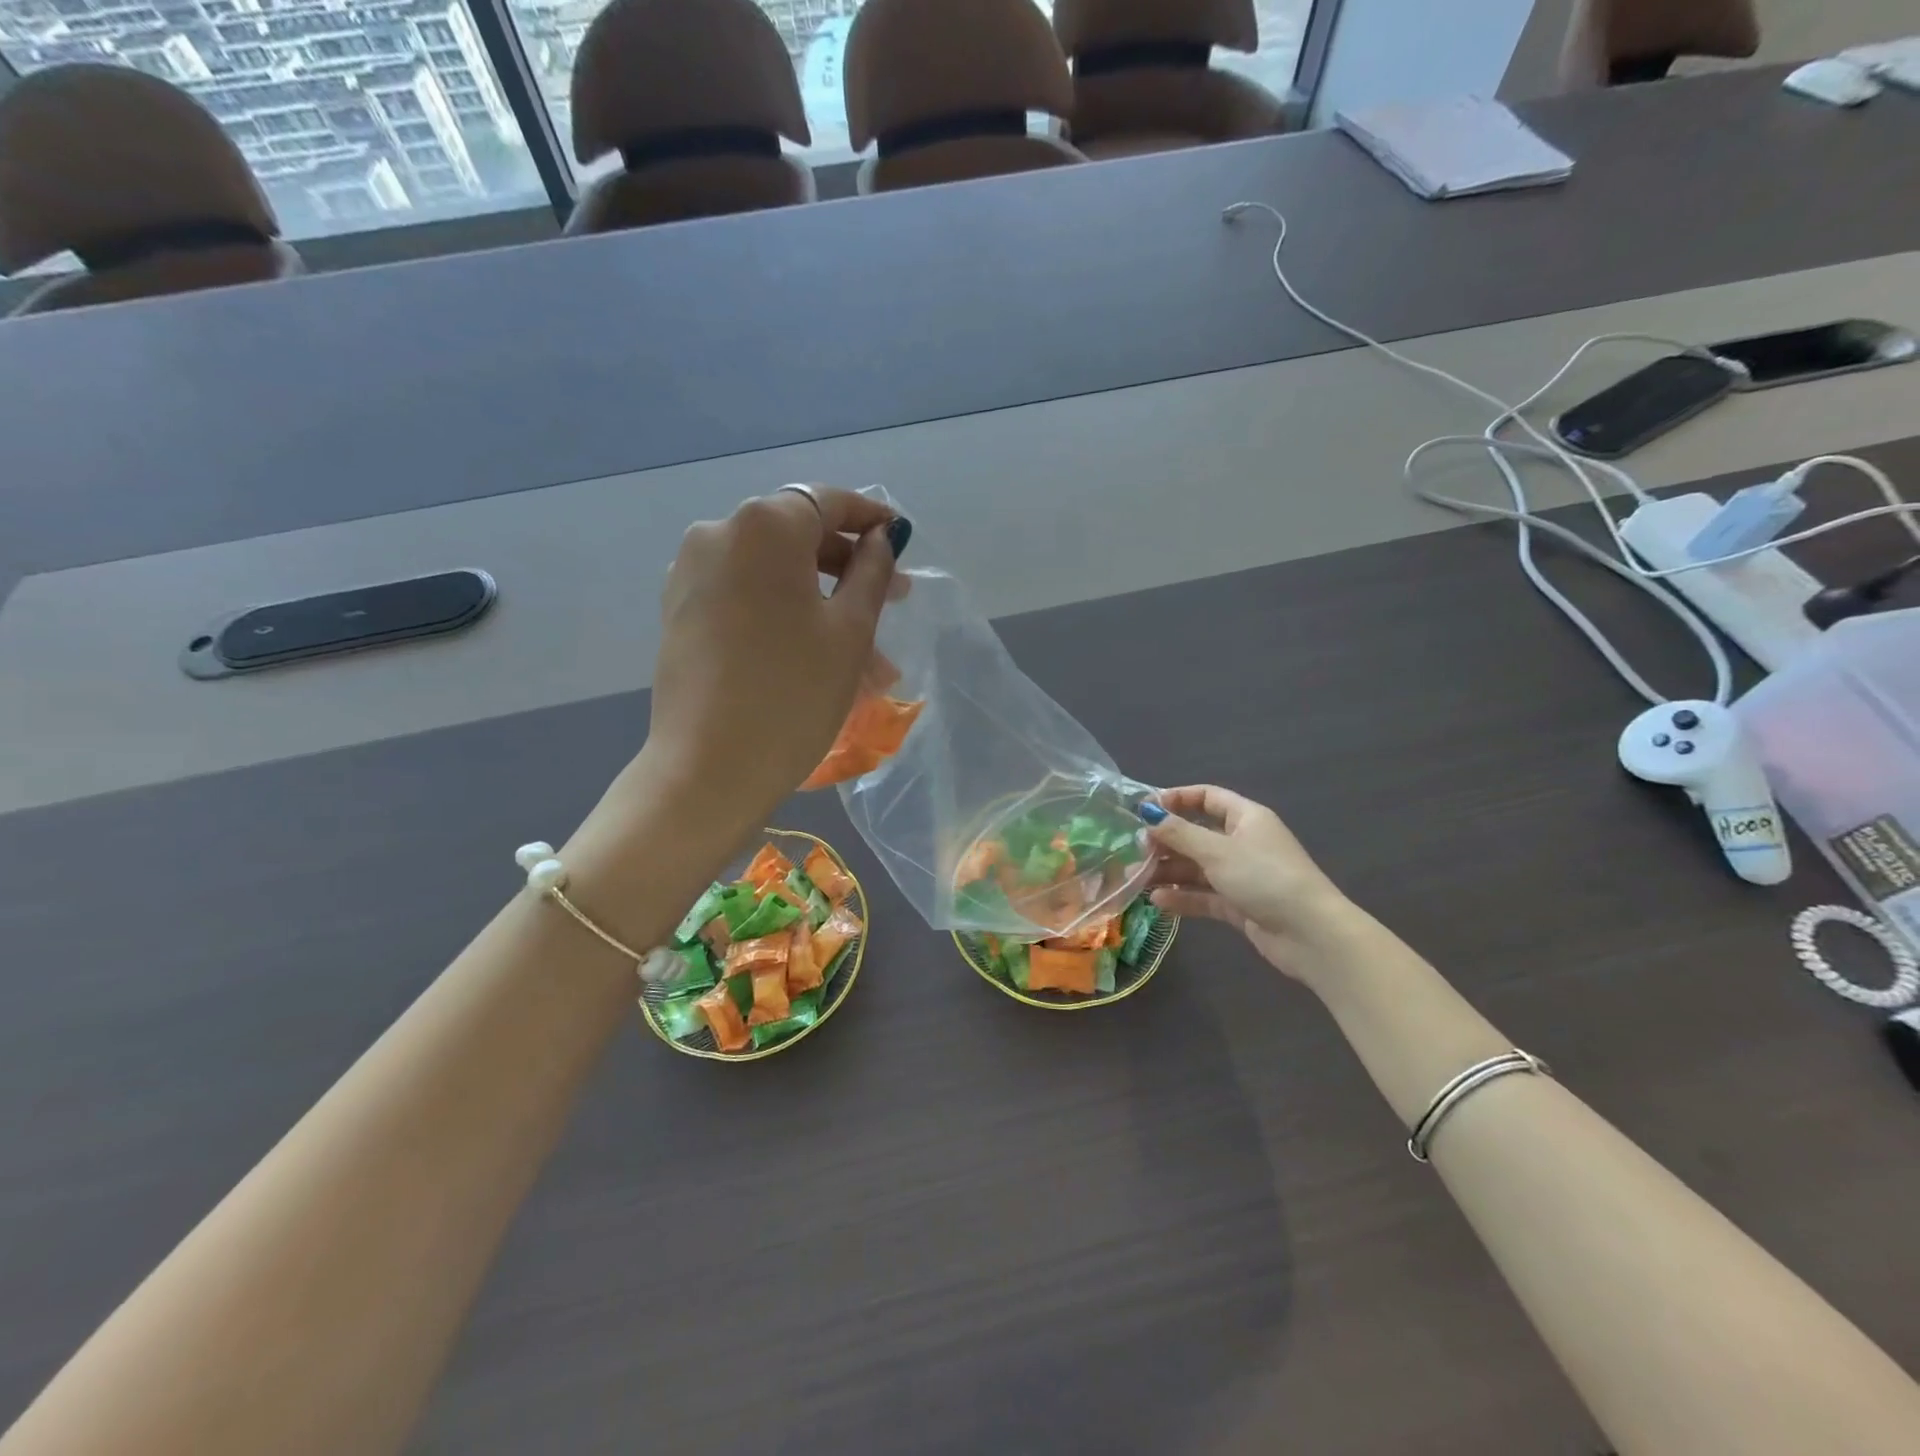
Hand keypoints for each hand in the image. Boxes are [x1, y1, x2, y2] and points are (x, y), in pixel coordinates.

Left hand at [644, 486, 904, 835]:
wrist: (710, 767)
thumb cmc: (794, 693)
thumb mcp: (850, 631)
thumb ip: (871, 573)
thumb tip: (880, 540)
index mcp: (763, 526)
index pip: (826, 502)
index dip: (869, 517)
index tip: (901, 537)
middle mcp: (718, 534)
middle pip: (797, 537)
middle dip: (849, 569)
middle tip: (894, 601)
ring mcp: (692, 573)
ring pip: (774, 575)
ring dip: (823, 603)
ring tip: (867, 657)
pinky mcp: (681, 611)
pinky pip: (746, 597)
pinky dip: (785, 614)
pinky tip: (818, 656)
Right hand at [1145, 785, 1352, 979]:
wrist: (1310, 934)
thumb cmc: (1265, 878)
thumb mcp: (1217, 851)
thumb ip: (1179, 833)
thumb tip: (1147, 813)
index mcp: (1245, 818)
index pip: (1207, 797)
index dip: (1177, 799)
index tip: (1146, 810)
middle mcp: (1243, 842)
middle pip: (1197, 835)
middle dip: (1166, 842)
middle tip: (1136, 851)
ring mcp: (1241, 875)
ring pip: (1197, 868)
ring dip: (1168, 872)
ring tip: (1138, 879)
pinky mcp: (1239, 905)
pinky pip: (1204, 895)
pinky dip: (1182, 897)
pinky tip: (1157, 902)